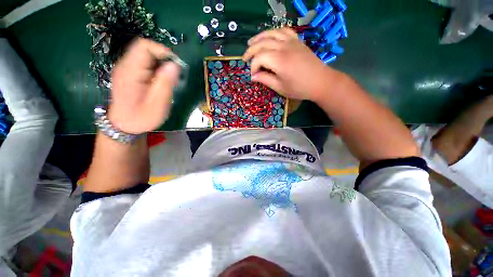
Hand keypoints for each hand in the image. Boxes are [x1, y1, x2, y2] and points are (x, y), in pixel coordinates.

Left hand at [109, 38, 180, 133]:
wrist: (124, 125)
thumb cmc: (141, 117)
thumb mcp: (158, 104)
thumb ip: (165, 83)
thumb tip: (174, 65)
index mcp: (130, 71)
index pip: (144, 46)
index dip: (162, 51)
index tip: (175, 65)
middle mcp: (125, 66)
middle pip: (145, 50)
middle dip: (163, 60)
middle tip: (173, 77)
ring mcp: (126, 69)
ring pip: (146, 57)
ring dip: (161, 66)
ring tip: (168, 82)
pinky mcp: (129, 73)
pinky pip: (145, 64)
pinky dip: (156, 70)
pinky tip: (160, 83)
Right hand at [242, 28, 340, 101]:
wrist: (321, 82)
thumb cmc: (299, 88)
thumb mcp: (280, 87)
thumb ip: (265, 80)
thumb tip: (253, 77)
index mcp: (279, 60)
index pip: (259, 58)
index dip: (253, 67)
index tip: (253, 76)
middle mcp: (284, 47)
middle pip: (262, 43)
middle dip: (251, 51)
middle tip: (244, 58)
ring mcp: (292, 41)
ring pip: (271, 33)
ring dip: (259, 37)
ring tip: (251, 43)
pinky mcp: (297, 41)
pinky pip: (283, 31)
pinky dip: (274, 32)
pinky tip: (270, 36)